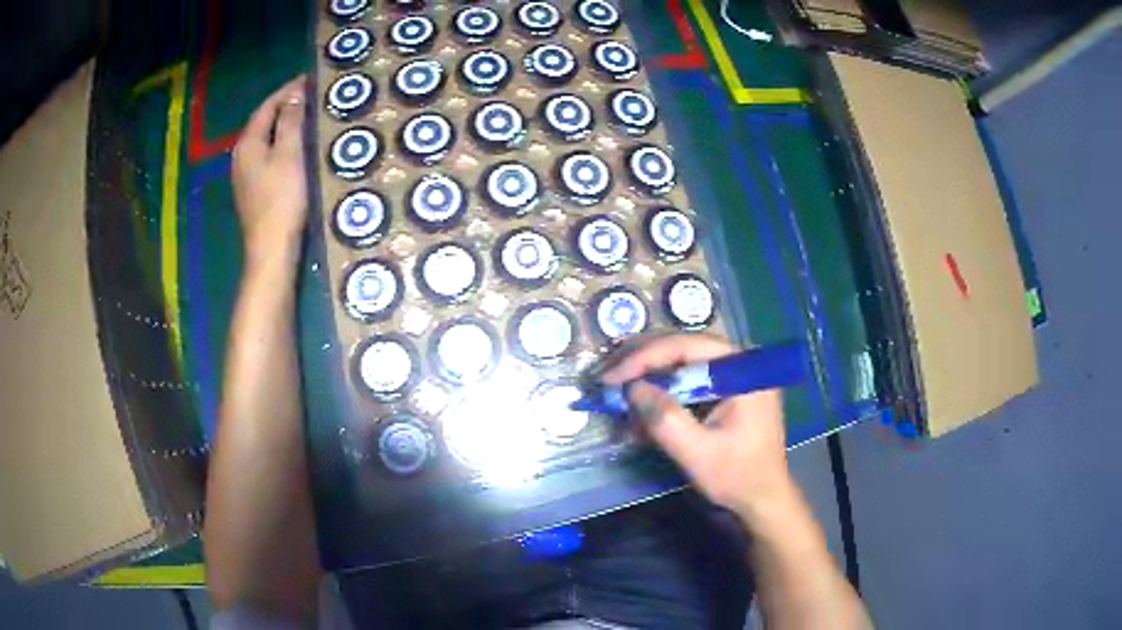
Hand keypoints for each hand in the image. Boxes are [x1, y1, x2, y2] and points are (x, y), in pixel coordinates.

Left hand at [232, 76, 309, 254]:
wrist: (271, 249)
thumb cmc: (281, 199)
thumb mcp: (289, 154)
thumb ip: (290, 121)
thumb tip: (294, 94)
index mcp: (248, 144)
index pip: (266, 106)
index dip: (286, 91)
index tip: (308, 79)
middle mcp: (240, 156)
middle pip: (261, 122)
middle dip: (283, 106)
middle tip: (309, 96)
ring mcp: (244, 176)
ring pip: (263, 140)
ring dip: (282, 125)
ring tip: (305, 117)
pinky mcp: (252, 191)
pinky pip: (265, 156)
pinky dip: (279, 144)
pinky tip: (294, 147)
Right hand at [602, 334, 793, 525]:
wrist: (764, 501)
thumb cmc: (738, 477)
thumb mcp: (697, 452)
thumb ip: (665, 418)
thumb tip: (632, 388)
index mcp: (743, 370)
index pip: (687, 346)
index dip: (645, 357)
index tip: (611, 376)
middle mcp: (740, 364)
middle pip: (684, 350)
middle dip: (644, 365)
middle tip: (609, 379)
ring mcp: (735, 378)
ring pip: (683, 365)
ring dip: (650, 380)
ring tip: (619, 395)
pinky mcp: (727, 394)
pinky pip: (690, 384)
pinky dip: (664, 395)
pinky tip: (642, 411)